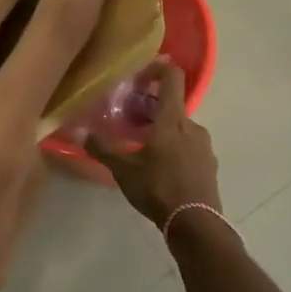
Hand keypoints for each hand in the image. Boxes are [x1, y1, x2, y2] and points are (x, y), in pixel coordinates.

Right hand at [87, 61, 221, 229]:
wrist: (196, 224)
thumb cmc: (158, 188)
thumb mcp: (124, 169)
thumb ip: (103, 148)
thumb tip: (80, 132)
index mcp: (173, 119)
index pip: (173, 77)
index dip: (159, 68)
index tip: (142, 75)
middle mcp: (193, 126)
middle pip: (173, 106)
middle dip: (153, 110)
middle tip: (132, 124)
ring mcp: (205, 146)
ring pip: (182, 129)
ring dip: (165, 133)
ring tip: (145, 151)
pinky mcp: (210, 165)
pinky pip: (191, 148)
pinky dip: (176, 151)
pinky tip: (162, 171)